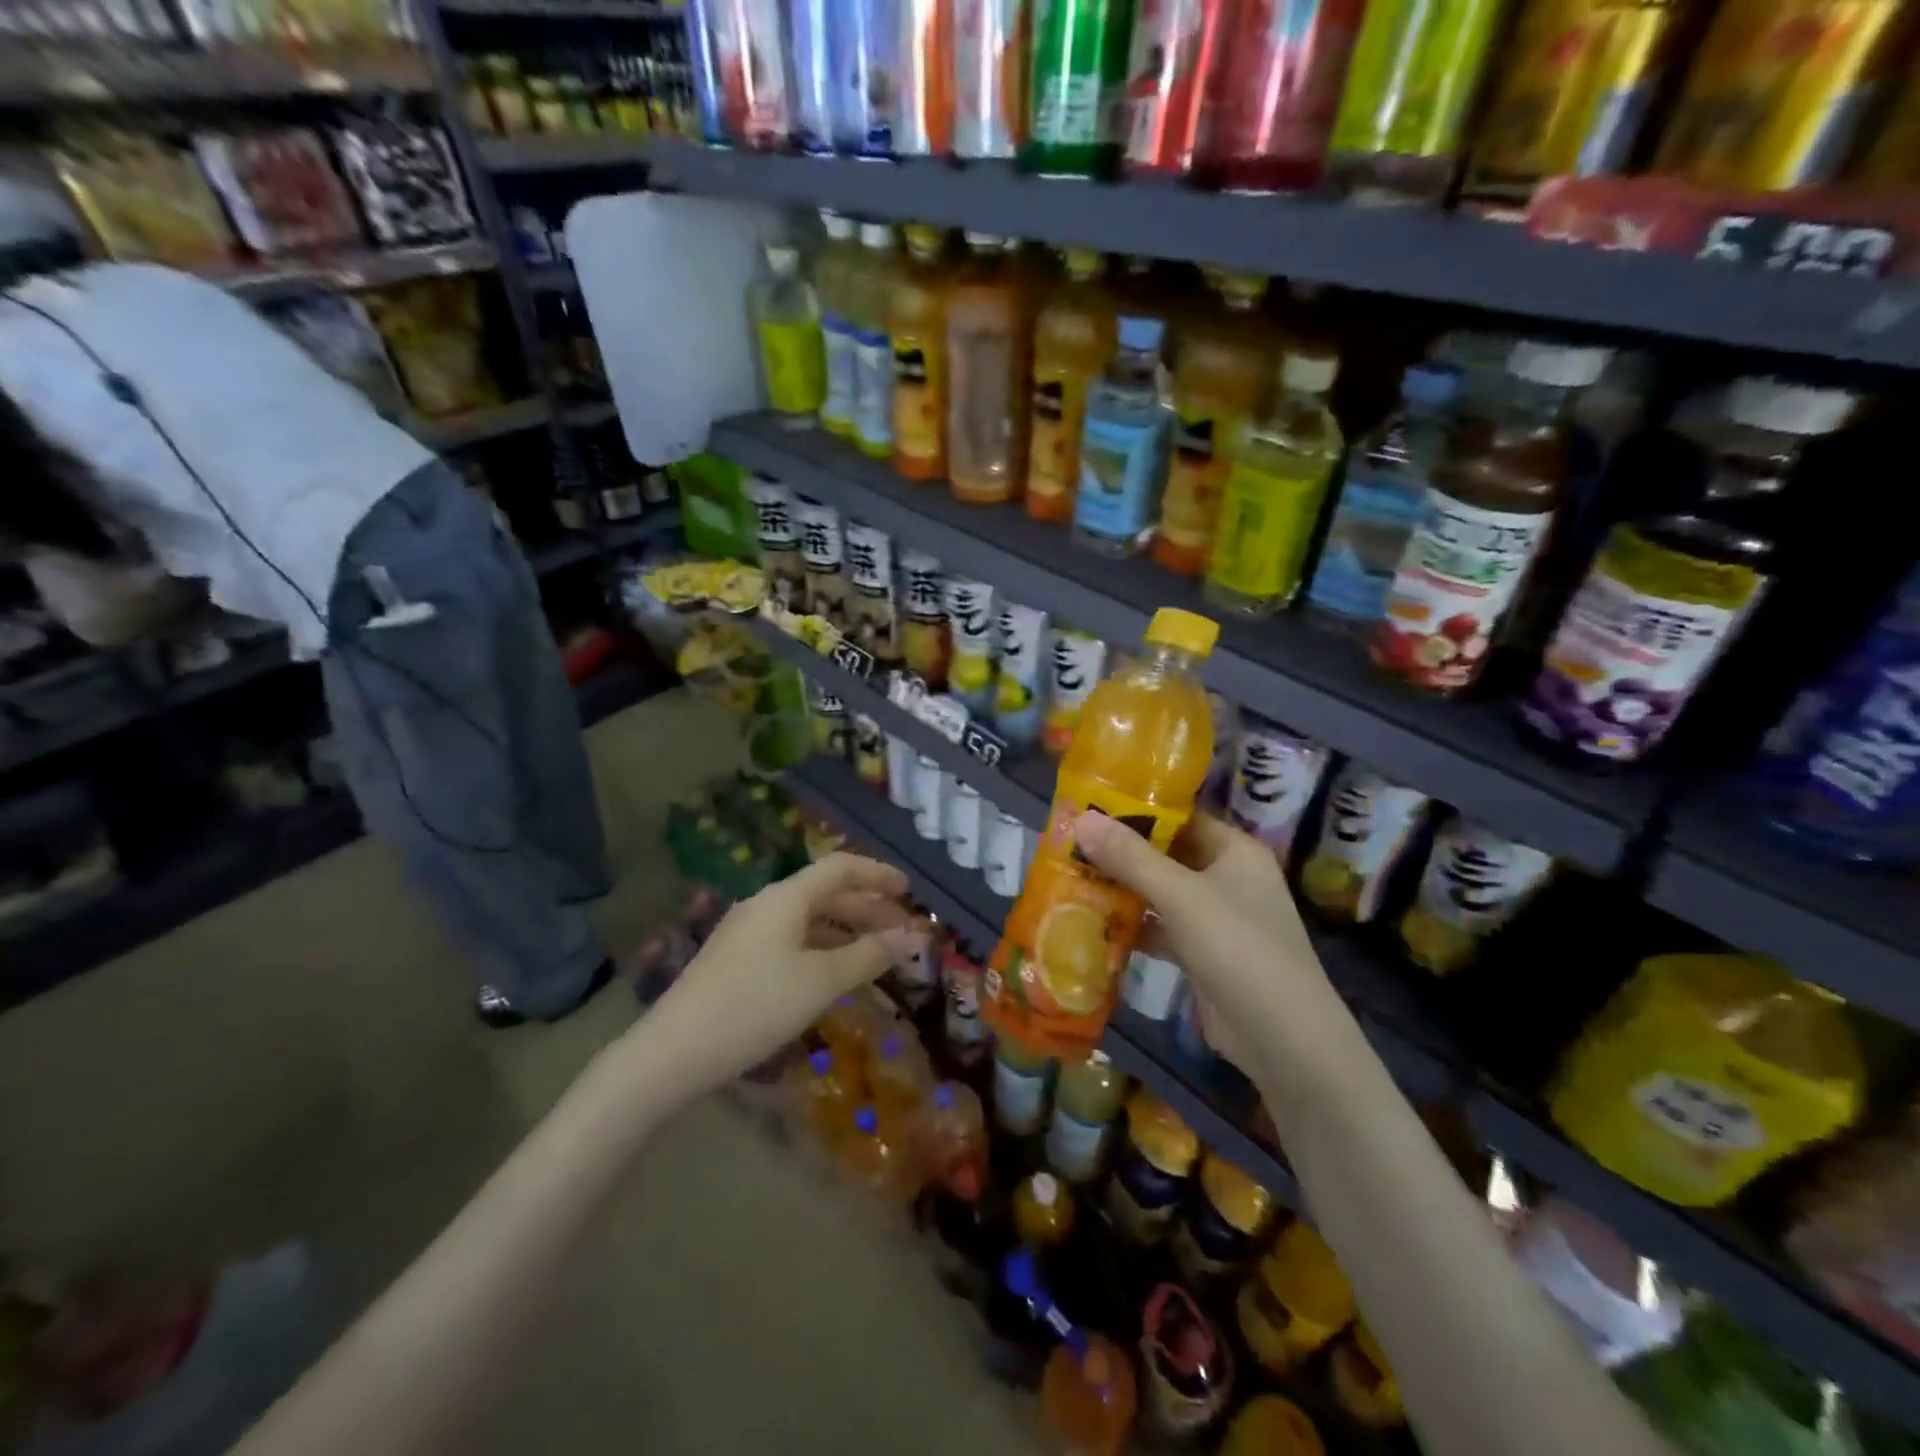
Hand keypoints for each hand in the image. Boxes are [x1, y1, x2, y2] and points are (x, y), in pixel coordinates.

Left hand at [628, 853, 916, 1096]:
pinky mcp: (738, 959)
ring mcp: (748, 932)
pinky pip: (792, 940)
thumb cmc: (755, 1006)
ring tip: (877, 953)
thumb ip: (869, 955)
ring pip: (808, 919)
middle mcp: (766, 904)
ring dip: (846, 930)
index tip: (909, 890)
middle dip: (867, 908)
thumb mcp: (821, 981)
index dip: (877, 874)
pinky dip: (822, 948)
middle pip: (825, 893)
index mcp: (785, 897)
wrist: (673, 1052)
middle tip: (902, 931)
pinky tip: (835, 973)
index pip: (840, 867)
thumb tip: (912, 937)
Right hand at [1074, 811, 1335, 1071]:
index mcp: (1236, 851)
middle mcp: (1230, 878)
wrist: (1282, 1037)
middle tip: (1072, 842)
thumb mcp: (1180, 895)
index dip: (1139, 809)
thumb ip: (1130, 857)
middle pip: (1169, 855)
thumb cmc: (1236, 947)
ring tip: (1073, 877)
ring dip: (1125, 889)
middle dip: (1123, 852)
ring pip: (1163, 893)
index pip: (1183, 817)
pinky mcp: (1205, 954)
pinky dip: (1135, 926)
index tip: (1092, 807)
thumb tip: (1082, 818)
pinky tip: (1095, 924)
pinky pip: (1164, 929)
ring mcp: (1219, 919)